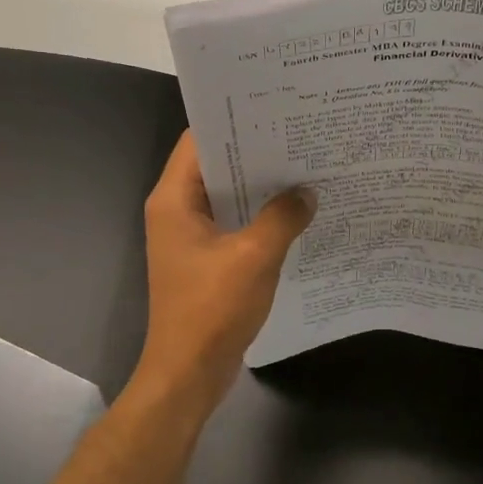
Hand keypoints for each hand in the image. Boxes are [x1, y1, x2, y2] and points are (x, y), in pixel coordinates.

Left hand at [131, 132, 314, 409]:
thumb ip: (283, 217)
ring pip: (229, 197)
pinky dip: (261, 217)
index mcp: (174, 199)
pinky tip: (296, 213)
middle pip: (216, 166)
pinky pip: (235, 225)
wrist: (188, 373)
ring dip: (262, 187)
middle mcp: (177, 211)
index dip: (234, 122)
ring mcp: (191, 237)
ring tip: (306, 169)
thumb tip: (307, 193)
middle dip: (256, 153)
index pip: (199, 141)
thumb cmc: (212, 309)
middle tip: (301, 137)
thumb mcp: (254, 257)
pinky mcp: (206, 260)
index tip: (274, 110)